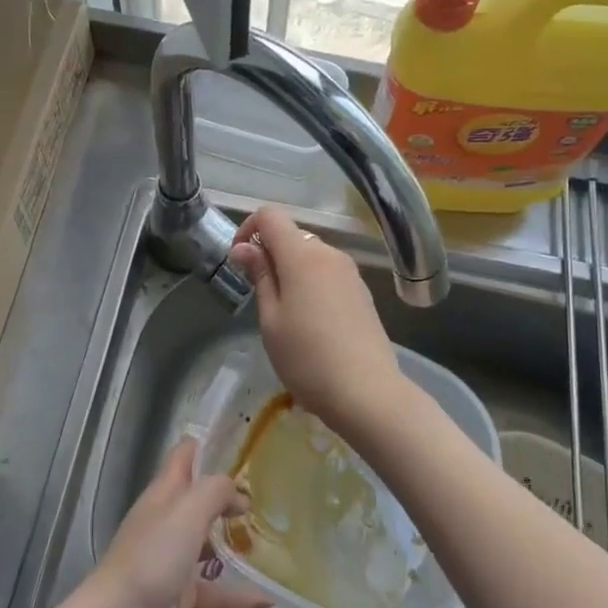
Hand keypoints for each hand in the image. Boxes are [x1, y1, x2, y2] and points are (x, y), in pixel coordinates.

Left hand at [73, 439, 269, 607]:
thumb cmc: (152, 557)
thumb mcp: (188, 511)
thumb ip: (216, 491)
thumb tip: (239, 494)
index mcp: (164, 494)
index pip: (185, 456)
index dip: (210, 446)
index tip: (245, 446)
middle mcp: (167, 522)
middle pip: (199, 500)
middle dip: (230, 498)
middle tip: (268, 497)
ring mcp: (171, 561)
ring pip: (208, 546)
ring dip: (235, 544)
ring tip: (271, 542)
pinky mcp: (178, 597)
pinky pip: (214, 591)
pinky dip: (238, 595)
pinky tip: (266, 599)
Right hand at [229, 207, 409, 435]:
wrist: (366, 392)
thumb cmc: (307, 358)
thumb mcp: (271, 319)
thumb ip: (259, 276)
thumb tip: (243, 247)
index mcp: (302, 255)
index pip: (270, 215)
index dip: (249, 229)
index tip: (240, 261)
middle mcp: (329, 254)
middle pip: (292, 235)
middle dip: (270, 254)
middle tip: (258, 295)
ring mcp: (350, 272)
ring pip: (311, 255)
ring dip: (291, 270)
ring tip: (284, 313)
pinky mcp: (362, 291)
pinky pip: (328, 273)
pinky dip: (311, 283)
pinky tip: (311, 322)